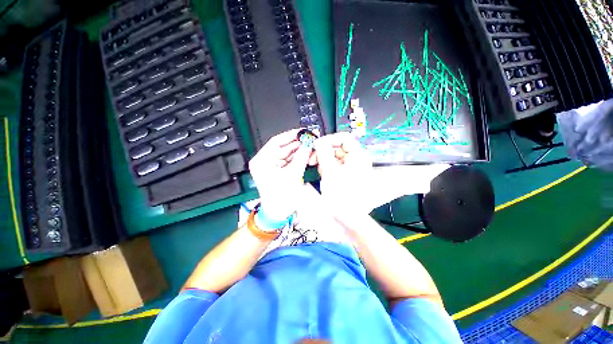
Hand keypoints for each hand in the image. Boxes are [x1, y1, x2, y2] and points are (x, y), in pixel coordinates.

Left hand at [249, 129, 313, 220]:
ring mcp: (273, 166)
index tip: (303, 132)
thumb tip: (308, 144)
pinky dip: (299, 158)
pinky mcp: (279, 170)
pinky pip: (290, 160)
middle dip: (298, 143)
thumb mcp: (293, 175)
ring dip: (300, 150)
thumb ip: (301, 157)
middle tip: (311, 138)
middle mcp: (265, 161)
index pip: (276, 141)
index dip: (291, 135)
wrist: (279, 213)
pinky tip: (307, 154)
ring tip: (311, 146)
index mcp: (262, 161)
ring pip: (288, 154)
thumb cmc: (280, 198)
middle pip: (284, 147)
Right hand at [314, 132, 373, 215]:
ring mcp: (352, 169)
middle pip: (338, 148)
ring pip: (335, 158)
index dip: (330, 139)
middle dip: (324, 152)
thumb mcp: (330, 170)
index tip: (317, 145)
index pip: (344, 138)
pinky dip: (328, 168)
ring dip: (324, 161)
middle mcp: (357, 161)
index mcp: (358, 156)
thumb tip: (319, 141)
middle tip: (313, 158)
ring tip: (318, 168)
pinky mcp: (346, 176)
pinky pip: (336, 167)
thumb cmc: (342, 195)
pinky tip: (323, 174)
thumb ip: (323, 152)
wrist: (349, 217)